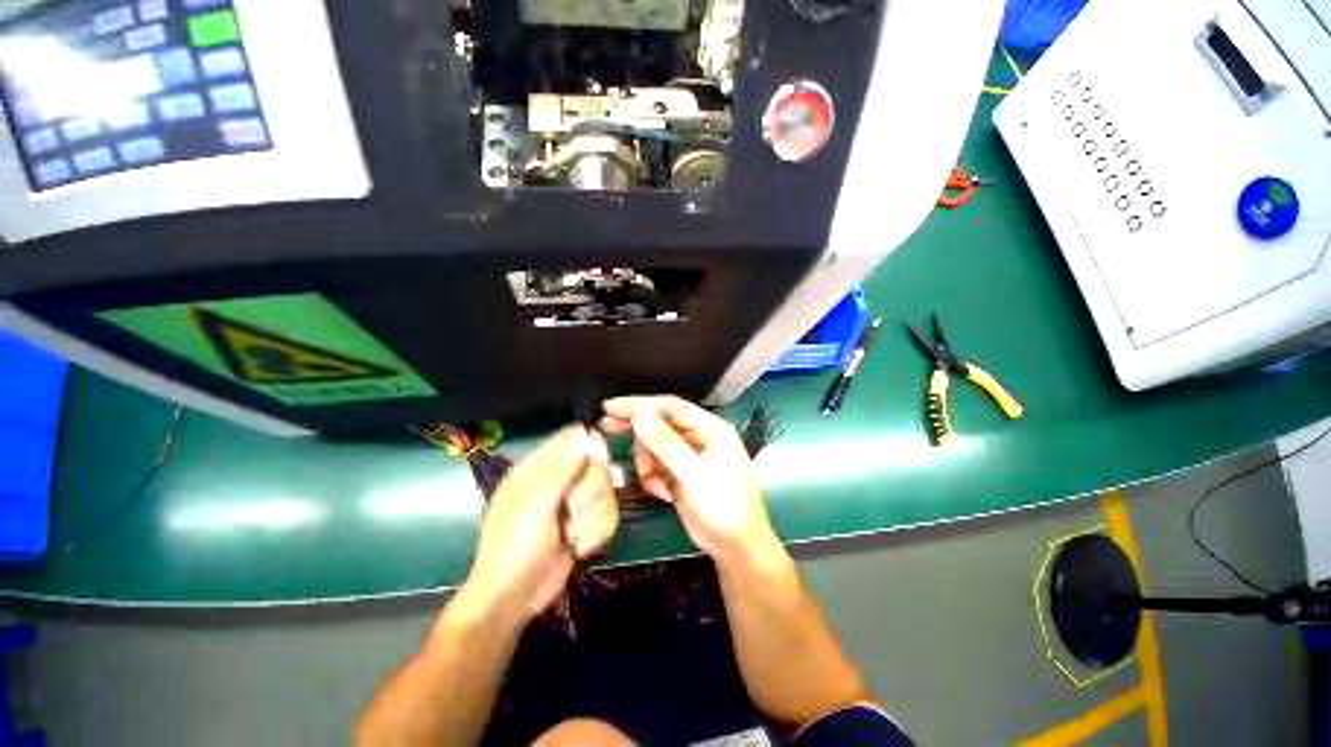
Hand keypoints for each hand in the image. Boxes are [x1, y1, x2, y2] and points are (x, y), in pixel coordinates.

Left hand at [464, 426, 617, 618]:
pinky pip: (610, 516)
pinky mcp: (587, 525)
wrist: (513, 599)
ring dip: (591, 519)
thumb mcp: (534, 505)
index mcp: (540, 467)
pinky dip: (597, 535)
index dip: (590, 446)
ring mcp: (575, 504)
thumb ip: (562, 468)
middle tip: (569, 510)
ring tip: (569, 535)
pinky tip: (578, 547)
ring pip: (608, 493)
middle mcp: (561, 480)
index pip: (574, 438)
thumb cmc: (514, 547)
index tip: (596, 463)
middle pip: (598, 467)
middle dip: (589, 493)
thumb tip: (585, 432)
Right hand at [602, 396, 778, 564]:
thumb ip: (666, 444)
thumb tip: (639, 415)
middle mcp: (700, 436)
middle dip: (637, 429)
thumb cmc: (724, 508)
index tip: (611, 407)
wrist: (735, 548)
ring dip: (647, 463)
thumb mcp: (694, 475)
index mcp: (711, 429)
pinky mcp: (680, 472)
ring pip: (654, 445)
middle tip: (607, 426)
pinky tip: (662, 493)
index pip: (670, 407)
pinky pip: (656, 464)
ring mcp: (689, 455)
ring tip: (654, 483)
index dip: (640, 404)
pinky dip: (652, 477)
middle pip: (660, 422)